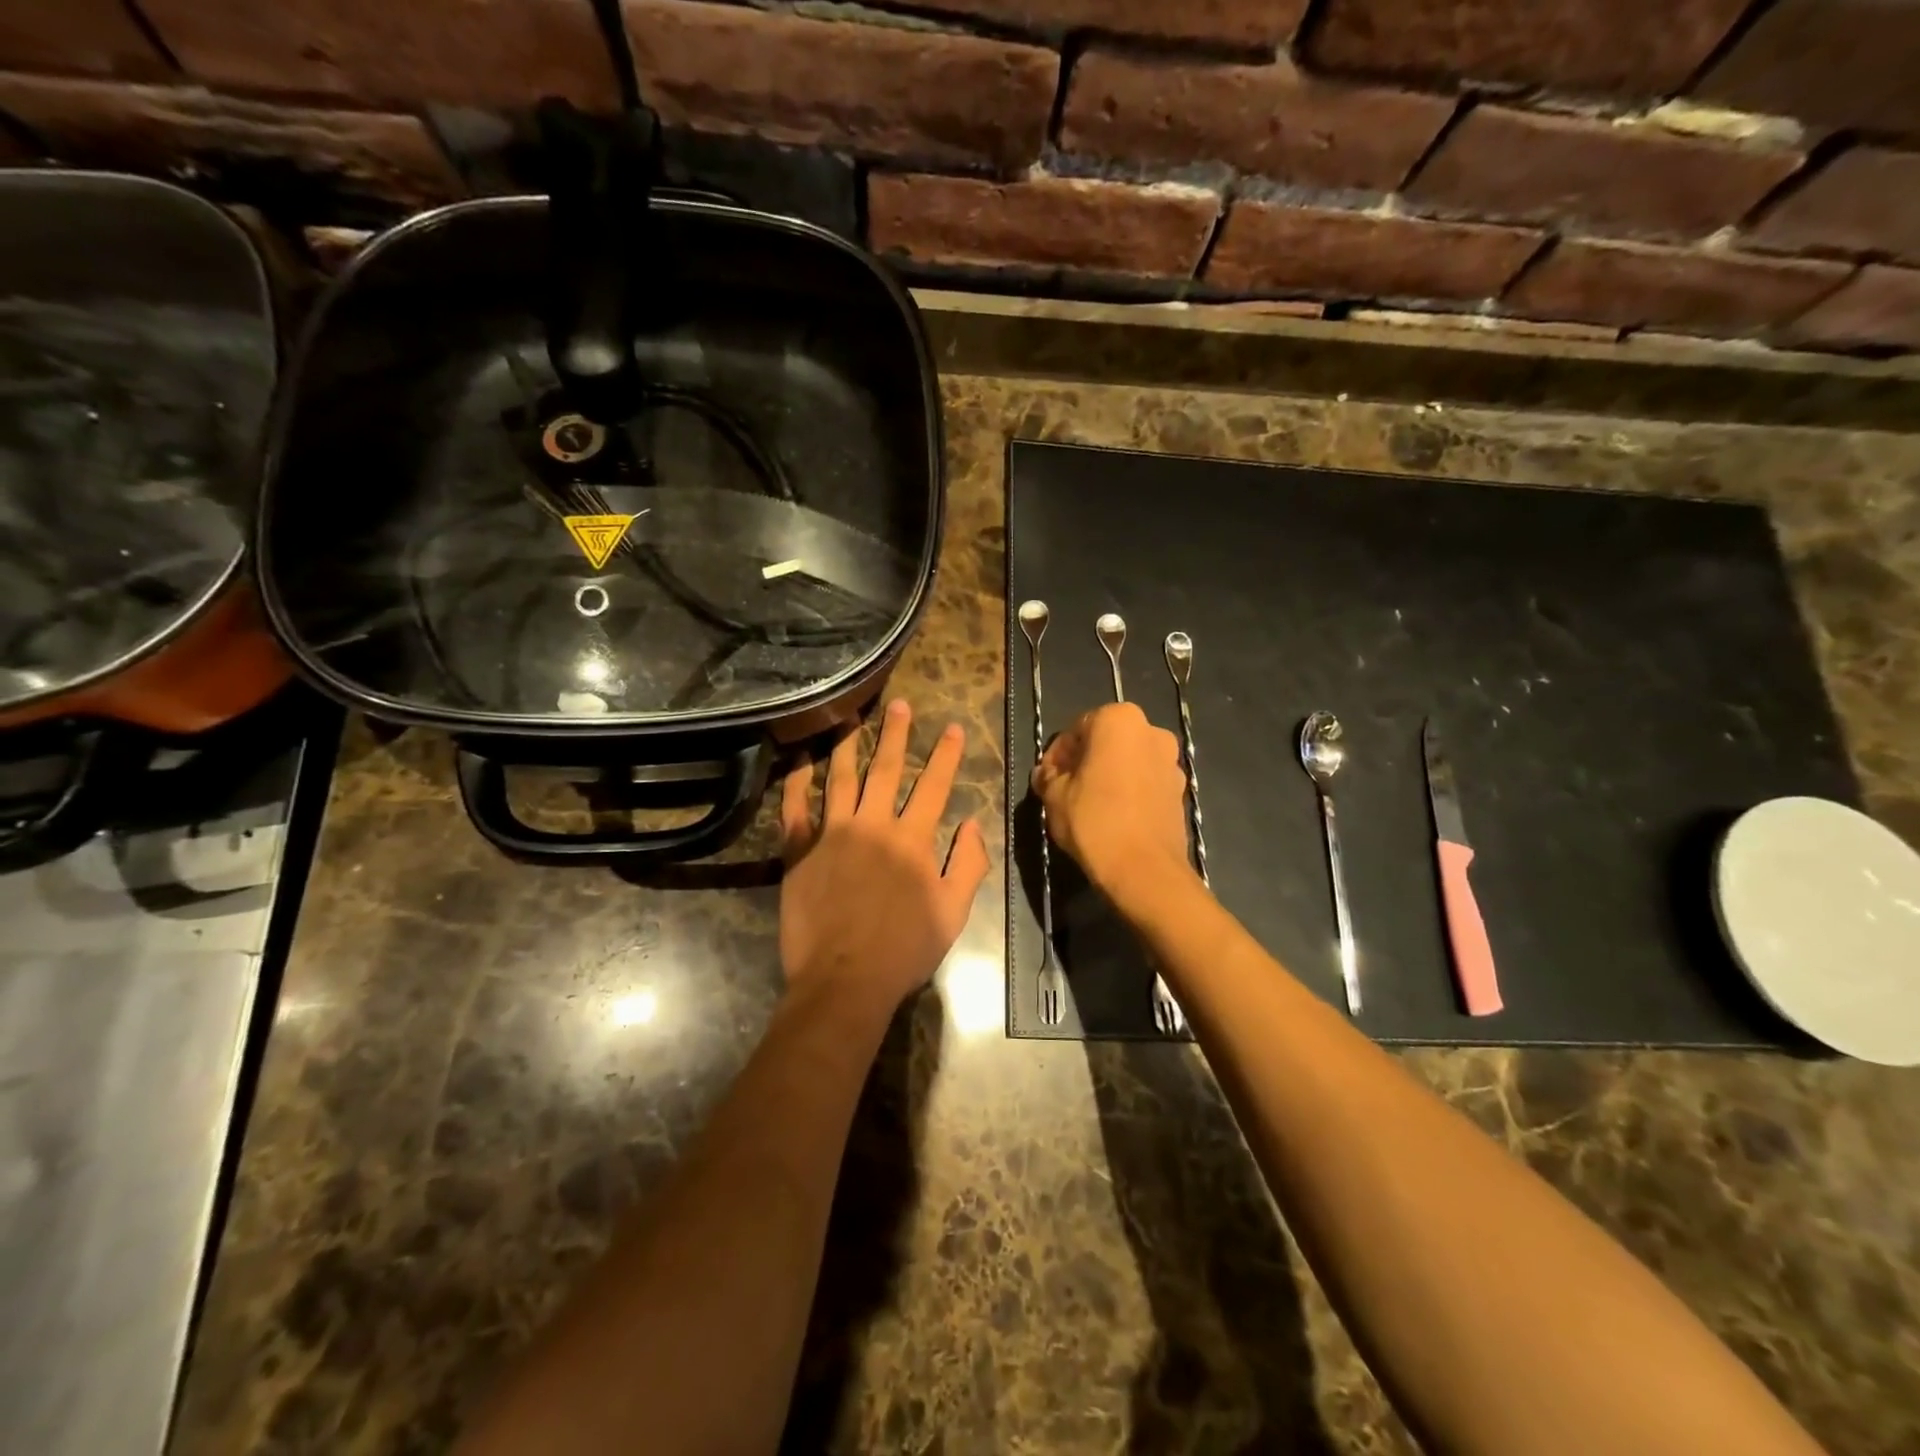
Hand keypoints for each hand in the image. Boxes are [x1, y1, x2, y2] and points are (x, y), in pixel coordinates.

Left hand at [779, 699, 989, 1015]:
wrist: (845, 979)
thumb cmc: (904, 950)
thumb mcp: (954, 913)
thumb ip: (968, 865)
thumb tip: (973, 824)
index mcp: (913, 840)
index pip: (934, 786)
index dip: (946, 755)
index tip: (953, 727)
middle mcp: (873, 826)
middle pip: (886, 769)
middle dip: (896, 734)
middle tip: (899, 705)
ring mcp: (832, 835)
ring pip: (840, 778)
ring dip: (847, 745)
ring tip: (849, 718)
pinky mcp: (799, 852)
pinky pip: (794, 809)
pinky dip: (796, 783)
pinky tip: (799, 762)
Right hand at [1031, 703, 1192, 895]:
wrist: (1144, 870)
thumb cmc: (1094, 821)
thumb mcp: (1054, 796)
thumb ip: (1048, 776)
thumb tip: (1046, 774)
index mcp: (1119, 720)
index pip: (1077, 729)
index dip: (1058, 755)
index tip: (1048, 778)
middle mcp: (1151, 731)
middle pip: (1106, 741)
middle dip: (1085, 761)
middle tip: (1065, 789)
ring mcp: (1171, 761)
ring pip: (1129, 761)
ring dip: (1108, 775)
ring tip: (1089, 805)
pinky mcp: (1181, 790)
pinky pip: (1146, 781)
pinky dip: (1129, 791)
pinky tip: (1113, 815)